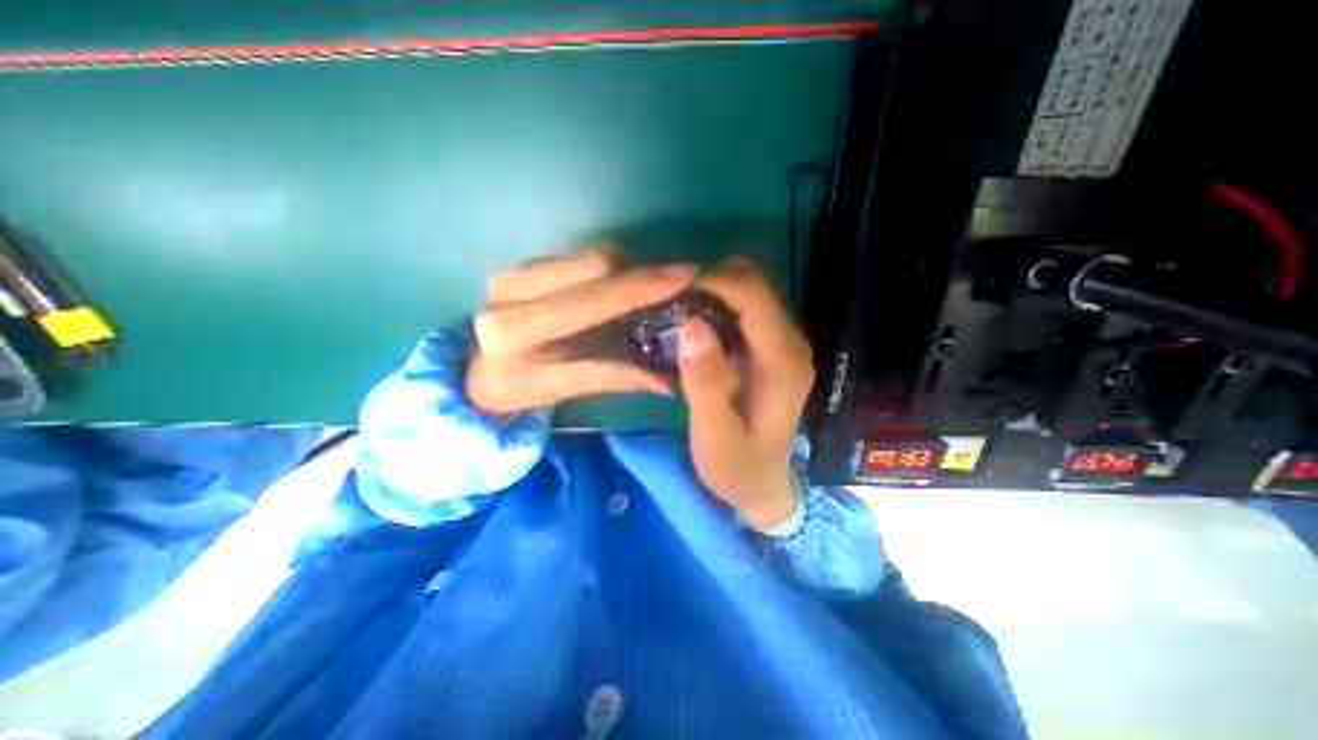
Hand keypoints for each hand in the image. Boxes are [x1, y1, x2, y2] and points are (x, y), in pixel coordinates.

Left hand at [465, 243, 693, 412]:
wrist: (475, 369)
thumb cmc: (520, 386)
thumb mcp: (565, 389)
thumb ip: (615, 378)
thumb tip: (669, 381)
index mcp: (517, 330)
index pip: (591, 298)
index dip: (641, 286)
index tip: (686, 275)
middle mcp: (511, 290)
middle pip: (595, 263)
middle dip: (640, 273)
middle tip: (672, 284)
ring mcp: (514, 270)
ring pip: (589, 254)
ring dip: (625, 269)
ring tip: (642, 291)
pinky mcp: (520, 263)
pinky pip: (578, 255)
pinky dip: (606, 268)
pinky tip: (614, 288)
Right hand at [678, 256, 815, 529]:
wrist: (763, 487)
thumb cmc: (737, 467)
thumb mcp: (714, 435)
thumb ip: (706, 383)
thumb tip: (691, 325)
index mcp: (781, 363)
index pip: (753, 298)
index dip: (714, 281)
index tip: (672, 288)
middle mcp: (791, 345)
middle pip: (757, 285)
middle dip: (713, 279)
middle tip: (671, 298)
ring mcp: (784, 346)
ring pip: (752, 293)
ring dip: (714, 290)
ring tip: (677, 307)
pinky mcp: (772, 351)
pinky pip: (746, 311)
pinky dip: (719, 305)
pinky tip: (694, 323)